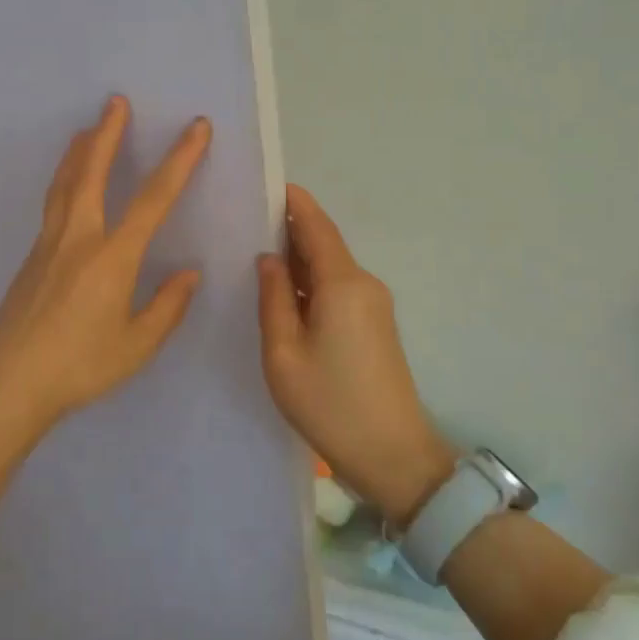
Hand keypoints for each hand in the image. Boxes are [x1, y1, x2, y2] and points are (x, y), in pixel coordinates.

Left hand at [0, 95, 210, 430]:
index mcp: (112, 257)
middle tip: (115, 101)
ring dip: (78, 151)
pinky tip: (68, 185)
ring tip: (87, 128)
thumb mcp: (136, 345)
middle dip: (107, 134)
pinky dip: (64, 180)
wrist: (10, 382)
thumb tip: (189, 272)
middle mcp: (78, 238)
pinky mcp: (31, 257)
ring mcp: (48, 244)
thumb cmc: (80, 366)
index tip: (195, 128)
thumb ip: (167, 306)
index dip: (179, 160)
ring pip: (64, 184)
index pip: (153, 199)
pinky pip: (52, 204)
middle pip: (91, 173)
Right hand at [258, 185, 456, 523]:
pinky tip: (284, 292)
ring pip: (330, 267)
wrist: (393, 455)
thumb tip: (269, 258)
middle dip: (289, 229)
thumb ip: (274, 298)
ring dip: (299, 258)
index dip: (293, 202)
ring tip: (255, 253)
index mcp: (342, 284)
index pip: (317, 226)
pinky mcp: (375, 324)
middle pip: (324, 243)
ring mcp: (374, 305)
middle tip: (245, 221)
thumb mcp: (284, 353)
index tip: (265, 184)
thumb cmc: (330, 404)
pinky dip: (311, 282)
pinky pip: (338, 288)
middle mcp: (364, 284)